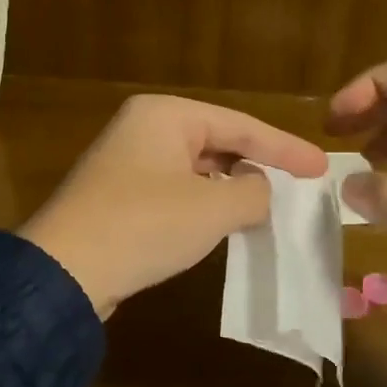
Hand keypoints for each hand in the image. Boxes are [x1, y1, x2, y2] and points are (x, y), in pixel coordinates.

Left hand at [20, 94, 327, 318]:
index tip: (321, 167)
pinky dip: (204, 203)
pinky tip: (222, 222)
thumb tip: (257, 189)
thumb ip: (252, 192)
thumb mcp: (213, 208)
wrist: (64, 272)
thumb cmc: (145, 225)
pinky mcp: (119, 195)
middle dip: (257, 163)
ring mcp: (127, 162)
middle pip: (217, 141)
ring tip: (266, 205)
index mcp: (165, 115)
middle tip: (298, 184)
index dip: (285, 148)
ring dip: (230, 186)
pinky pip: (176, 189)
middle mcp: (144, 128)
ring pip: (196, 168)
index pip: (240, 125)